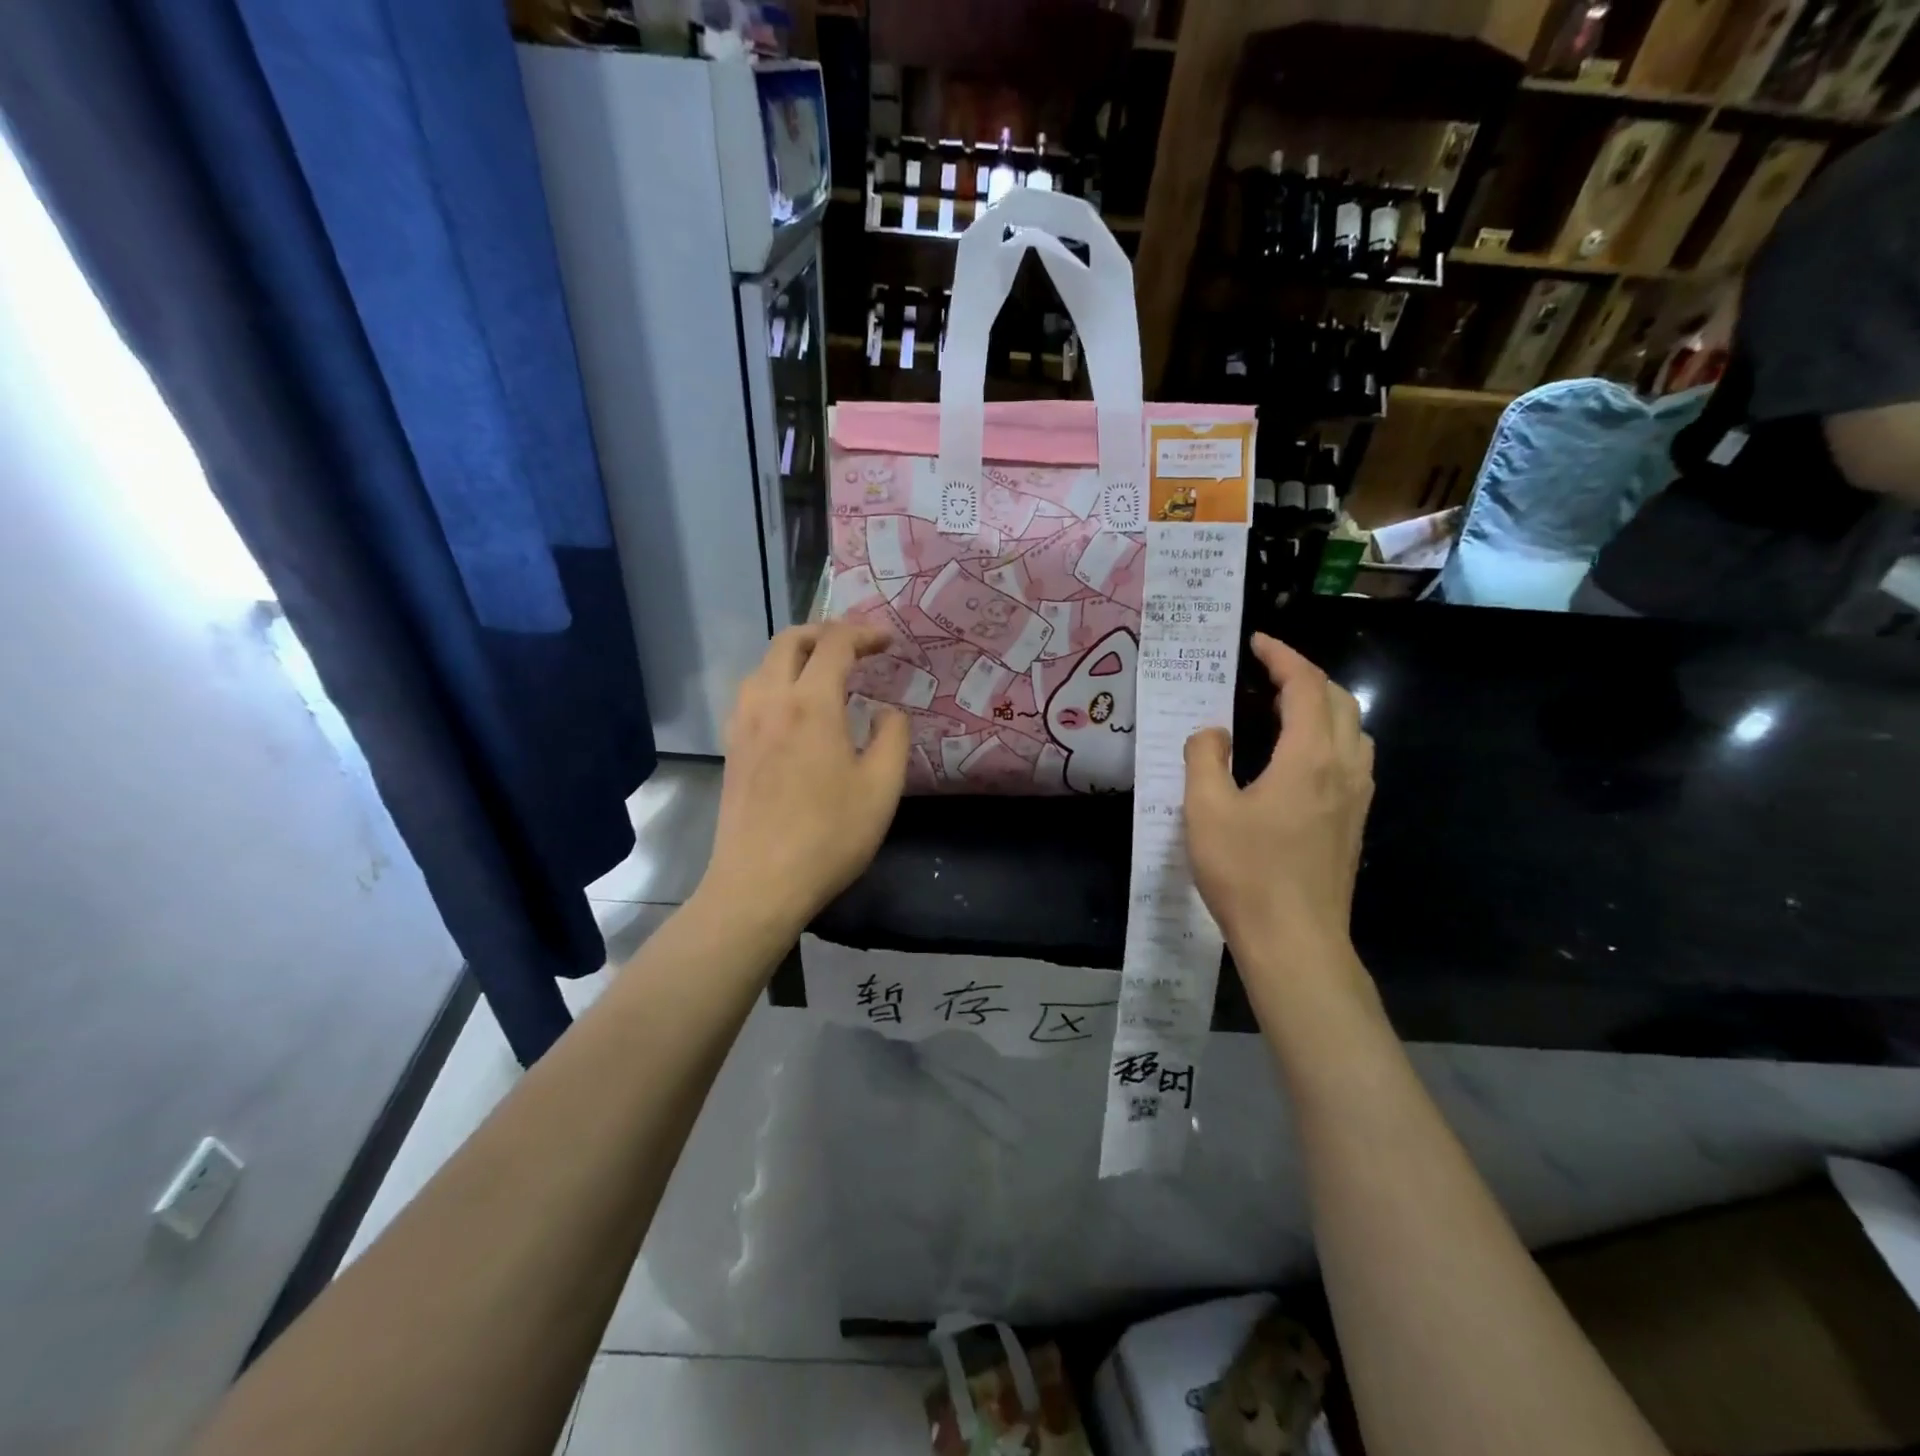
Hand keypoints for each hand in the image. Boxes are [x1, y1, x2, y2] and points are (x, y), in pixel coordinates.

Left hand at [698, 623, 910, 938]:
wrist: (759, 884)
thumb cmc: (829, 836)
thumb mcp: (882, 788)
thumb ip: (892, 738)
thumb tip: (886, 712)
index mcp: (811, 704)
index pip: (835, 644)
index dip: (863, 633)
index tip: (887, 641)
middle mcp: (770, 701)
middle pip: (790, 641)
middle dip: (825, 632)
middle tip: (855, 647)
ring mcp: (743, 724)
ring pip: (764, 665)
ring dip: (796, 655)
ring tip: (824, 674)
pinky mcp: (731, 748)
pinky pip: (751, 693)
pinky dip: (776, 681)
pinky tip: (793, 710)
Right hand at [1184, 632, 1373, 969]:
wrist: (1295, 940)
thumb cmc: (1246, 872)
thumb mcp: (1206, 809)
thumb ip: (1205, 757)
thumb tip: (1213, 732)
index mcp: (1309, 756)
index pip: (1305, 686)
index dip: (1282, 657)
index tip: (1257, 643)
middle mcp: (1343, 767)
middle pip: (1339, 700)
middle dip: (1305, 676)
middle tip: (1267, 673)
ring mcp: (1355, 796)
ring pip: (1354, 729)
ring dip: (1323, 705)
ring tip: (1284, 709)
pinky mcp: (1353, 822)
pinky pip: (1352, 758)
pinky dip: (1330, 736)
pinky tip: (1300, 759)